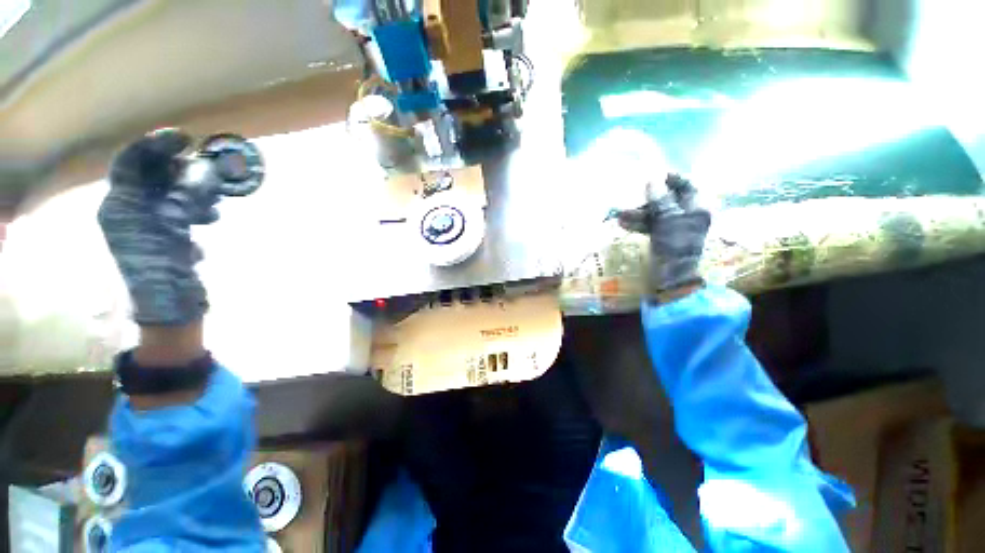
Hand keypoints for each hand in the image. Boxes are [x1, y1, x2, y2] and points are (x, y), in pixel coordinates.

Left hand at [98, 129, 219, 325]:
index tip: (185, 138)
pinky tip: (208, 220)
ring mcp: (148, 225)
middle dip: (181, 172)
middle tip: (207, 171)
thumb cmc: (163, 266)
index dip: (154, 146)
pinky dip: (196, 211)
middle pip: (153, 177)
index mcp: (119, 205)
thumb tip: (203, 170)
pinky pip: (180, 212)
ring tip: (213, 205)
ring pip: (170, 194)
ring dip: (194, 193)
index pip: (130, 163)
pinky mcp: (166, 237)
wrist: (170, 305)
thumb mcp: (171, 225)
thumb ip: (185, 194)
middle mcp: (129, 211)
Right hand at [616, 174, 710, 296]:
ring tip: (620, 215)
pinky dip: (638, 224)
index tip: (654, 173)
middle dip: (647, 201)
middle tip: (630, 198)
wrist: (672, 277)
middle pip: (667, 201)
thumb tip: (652, 180)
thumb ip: (660, 201)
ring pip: (656, 214)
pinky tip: (623, 224)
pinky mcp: (663, 237)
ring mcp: (675, 228)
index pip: (687, 187)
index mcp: (697, 209)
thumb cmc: (675, 247)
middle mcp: (688, 216)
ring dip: (638, 214)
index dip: (672, 179)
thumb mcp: (667, 221)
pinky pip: (651, 225)